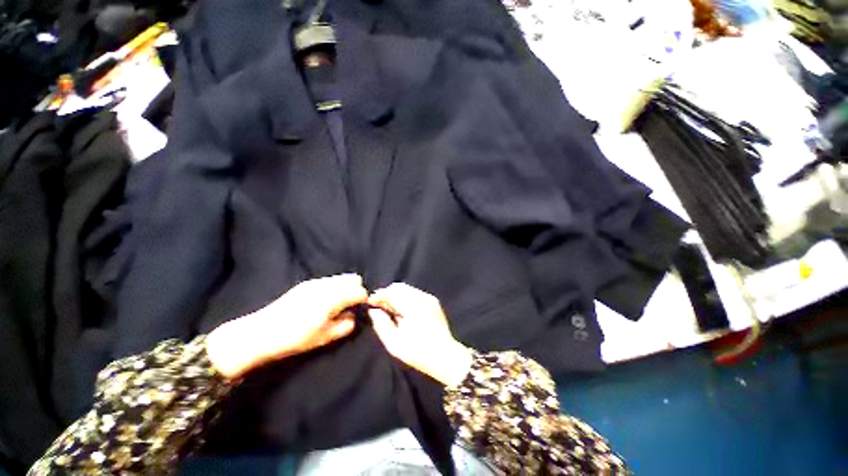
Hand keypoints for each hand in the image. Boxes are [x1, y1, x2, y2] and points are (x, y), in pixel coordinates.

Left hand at [207, 274, 367, 377]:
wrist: (259, 333)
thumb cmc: (294, 339)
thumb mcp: (323, 338)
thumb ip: (344, 326)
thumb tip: (353, 317)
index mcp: (332, 298)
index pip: (359, 291)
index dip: (363, 300)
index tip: (361, 309)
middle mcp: (325, 285)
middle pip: (353, 278)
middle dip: (356, 290)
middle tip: (350, 306)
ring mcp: (314, 282)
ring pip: (341, 278)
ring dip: (345, 287)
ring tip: (337, 304)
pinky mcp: (305, 284)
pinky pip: (328, 280)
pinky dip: (333, 287)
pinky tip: (324, 302)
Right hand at [368, 283, 472, 385]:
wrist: (445, 356)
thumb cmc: (418, 352)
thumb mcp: (394, 343)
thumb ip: (381, 324)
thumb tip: (373, 311)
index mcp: (413, 306)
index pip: (392, 292)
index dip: (379, 295)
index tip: (370, 303)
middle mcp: (422, 297)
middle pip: (399, 287)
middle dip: (387, 294)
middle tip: (378, 307)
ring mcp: (429, 298)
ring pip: (407, 289)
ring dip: (395, 295)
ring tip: (389, 310)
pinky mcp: (433, 301)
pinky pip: (414, 293)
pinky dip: (405, 298)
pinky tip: (402, 311)